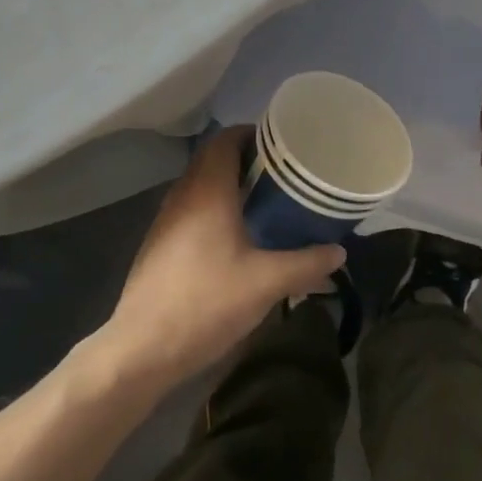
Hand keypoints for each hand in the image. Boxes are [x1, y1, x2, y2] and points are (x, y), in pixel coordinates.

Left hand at [94, 128, 344, 390]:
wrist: (143, 346)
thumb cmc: (207, 302)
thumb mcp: (267, 283)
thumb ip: (307, 263)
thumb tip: (338, 252)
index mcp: (207, 189)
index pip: (226, 139)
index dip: (253, 133)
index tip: (283, 143)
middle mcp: (183, 194)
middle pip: (214, 159)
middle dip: (248, 160)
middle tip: (284, 173)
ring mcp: (167, 219)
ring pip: (202, 185)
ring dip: (231, 185)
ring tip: (266, 202)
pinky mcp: (160, 243)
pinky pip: (192, 209)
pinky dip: (216, 209)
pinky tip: (237, 237)